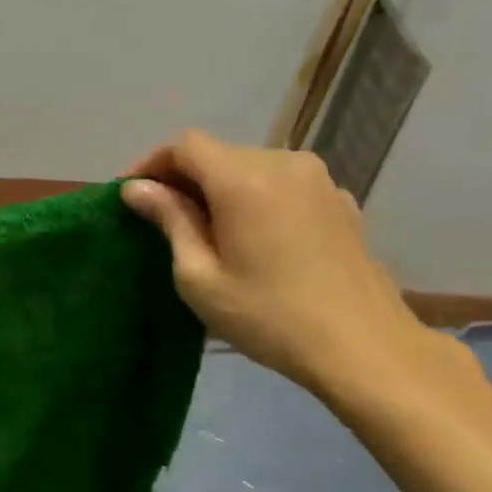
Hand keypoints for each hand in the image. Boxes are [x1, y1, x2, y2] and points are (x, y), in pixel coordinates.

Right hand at [122, 132, 444, 393]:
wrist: (362, 345)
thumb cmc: (267, 316)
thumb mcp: (199, 277)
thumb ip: (169, 221)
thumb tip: (137, 189)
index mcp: (244, 179)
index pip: (185, 145)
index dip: (150, 163)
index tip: (129, 195)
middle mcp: (284, 163)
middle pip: (219, 154)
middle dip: (183, 179)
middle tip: (159, 219)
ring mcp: (318, 179)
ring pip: (251, 167)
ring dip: (219, 189)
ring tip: (203, 231)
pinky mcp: (340, 201)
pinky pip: (282, 186)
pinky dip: (254, 199)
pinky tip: (251, 238)